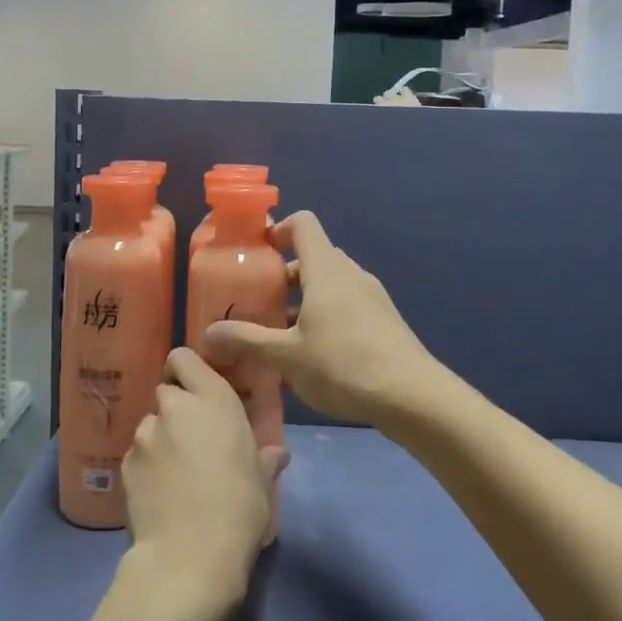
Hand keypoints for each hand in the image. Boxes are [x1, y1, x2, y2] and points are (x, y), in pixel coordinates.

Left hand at [121, 348, 288, 620]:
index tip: (198, 390)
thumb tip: (275, 454)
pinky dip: (147, 465)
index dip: (187, 370)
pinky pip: (138, 454)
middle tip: (194, 439)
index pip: (184, 357)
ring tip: (176, 473)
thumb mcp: (263, 483)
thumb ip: (264, 459)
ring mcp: (145, 434)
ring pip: (151, 424)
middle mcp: (175, 407)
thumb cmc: (239, 510)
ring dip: (162, 438)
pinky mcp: (124, 464)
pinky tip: (161, 493)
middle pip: (168, 392)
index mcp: (213, 400)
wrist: (188, 557)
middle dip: (178, 408)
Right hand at [205, 211, 442, 426]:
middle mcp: (350, 274)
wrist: (412, 396)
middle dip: (283, 275)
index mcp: (326, 269)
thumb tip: (209, 332)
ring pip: (329, 284)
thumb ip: (247, 340)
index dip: (278, 230)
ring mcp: (371, 297)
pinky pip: (346, 305)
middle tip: (258, 302)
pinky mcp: (384, 321)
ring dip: (303, 300)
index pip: (303, 224)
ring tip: (279, 334)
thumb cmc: (343, 364)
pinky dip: (324, 317)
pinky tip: (312, 355)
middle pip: (313, 257)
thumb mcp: (286, 355)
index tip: (256, 253)